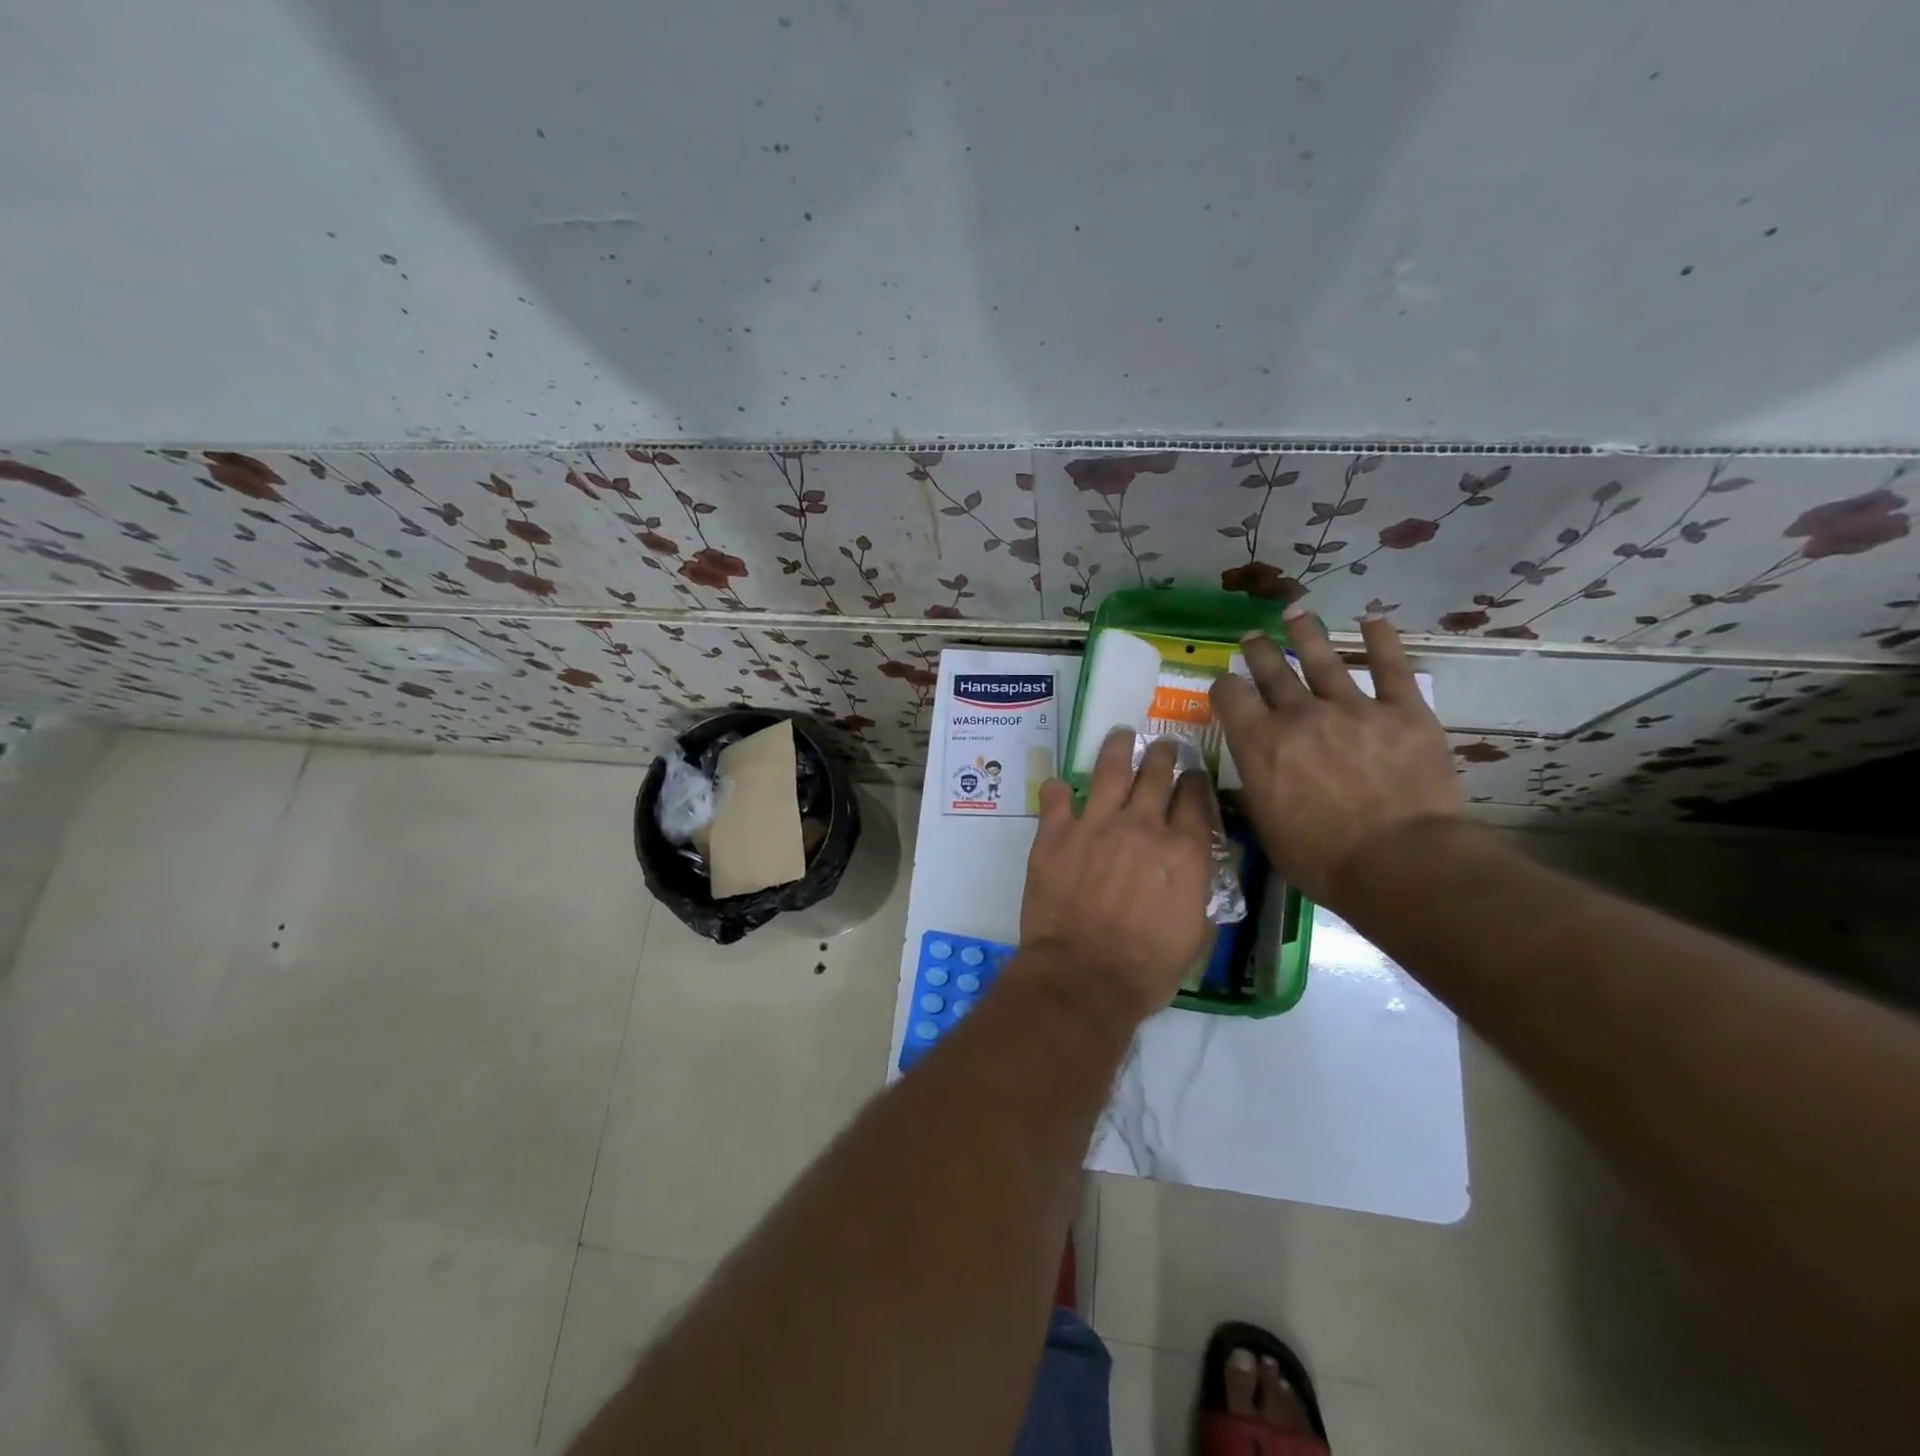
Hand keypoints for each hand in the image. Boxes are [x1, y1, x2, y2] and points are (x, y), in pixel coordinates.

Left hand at [1020, 732, 1215, 1022]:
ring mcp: (1094, 824)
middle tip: (1161, 746)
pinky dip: (1058, 788)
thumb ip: (1199, 887)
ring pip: (1110, 768)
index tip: (1191, 776)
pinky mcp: (1055, 834)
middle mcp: (1142, 825)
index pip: (1195, 796)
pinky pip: (1055, 796)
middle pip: (1156, 772)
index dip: (1194, 781)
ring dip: (1118, 747)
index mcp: (1182, 848)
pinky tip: (1060, 786)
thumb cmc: (1148, 967)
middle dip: (1162, 753)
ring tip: (1120, 735)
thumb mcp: (1196, 932)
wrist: (1084, 976)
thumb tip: (1196, 863)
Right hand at [1209, 609, 1464, 905]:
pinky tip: (1374, 620)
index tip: (1225, 687)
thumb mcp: (1269, 830)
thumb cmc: (1324, 860)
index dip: (1223, 687)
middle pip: (1272, 670)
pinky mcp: (1403, 712)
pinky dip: (1382, 641)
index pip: (1229, 696)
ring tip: (1295, 613)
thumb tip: (1253, 778)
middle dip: (1258, 651)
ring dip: (1305, 633)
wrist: (1402, 863)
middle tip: (1252, 638)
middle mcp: (1299, 715)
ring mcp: (1353, 708)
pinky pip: (1391, 668)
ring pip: (1323, 659)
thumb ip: (1257, 792)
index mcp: (1260, 744)